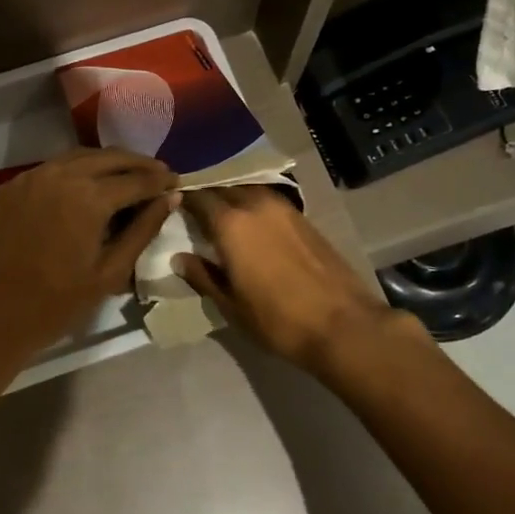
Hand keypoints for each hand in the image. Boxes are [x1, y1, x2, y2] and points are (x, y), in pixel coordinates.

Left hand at [0, 149, 178, 366]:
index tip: (177, 181)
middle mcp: (60, 175)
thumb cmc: (55, 305)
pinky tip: (87, 184)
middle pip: (108, 158)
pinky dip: (76, 169)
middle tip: (158, 173)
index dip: (159, 179)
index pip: (135, 179)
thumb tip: (171, 198)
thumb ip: (142, 230)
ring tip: (128, 175)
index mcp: (88, 197)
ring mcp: (31, 177)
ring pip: (78, 157)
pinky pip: (52, 168)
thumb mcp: (109, 273)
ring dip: (107, 162)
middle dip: (137, 164)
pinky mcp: (11, 187)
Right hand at [176, 186, 401, 374]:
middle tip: (194, 214)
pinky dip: (254, 208)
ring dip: (233, 200)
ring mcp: (284, 208)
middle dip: (208, 197)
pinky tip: (252, 227)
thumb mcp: (230, 304)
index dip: (183, 199)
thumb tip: (180, 258)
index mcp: (230, 223)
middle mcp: (255, 205)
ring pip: (248, 192)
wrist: (342, 324)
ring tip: (222, 219)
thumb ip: (202, 275)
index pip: (198, 197)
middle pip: (224, 189)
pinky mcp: (304, 218)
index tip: (171, 206)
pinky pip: (268, 202)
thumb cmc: (277, 319)